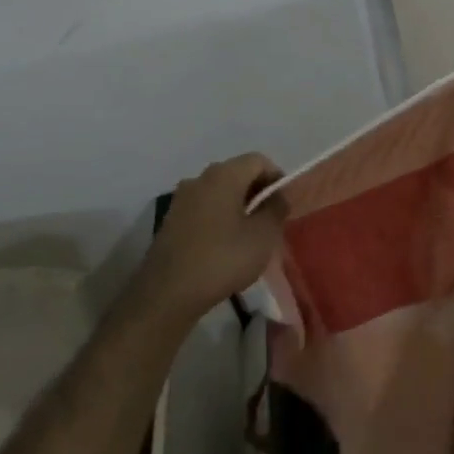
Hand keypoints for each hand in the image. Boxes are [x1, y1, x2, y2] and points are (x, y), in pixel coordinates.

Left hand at [132, 153, 288, 321]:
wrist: (169, 292)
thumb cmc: (223, 259)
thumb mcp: (263, 236)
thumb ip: (276, 209)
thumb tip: (277, 196)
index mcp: (223, 175)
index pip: (258, 161)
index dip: (277, 178)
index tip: (285, 204)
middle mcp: (199, 179)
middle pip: (237, 174)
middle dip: (257, 193)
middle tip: (271, 220)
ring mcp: (181, 200)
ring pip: (219, 193)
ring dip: (238, 207)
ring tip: (250, 235)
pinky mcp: (171, 221)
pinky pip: (204, 209)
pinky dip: (219, 219)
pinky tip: (226, 245)